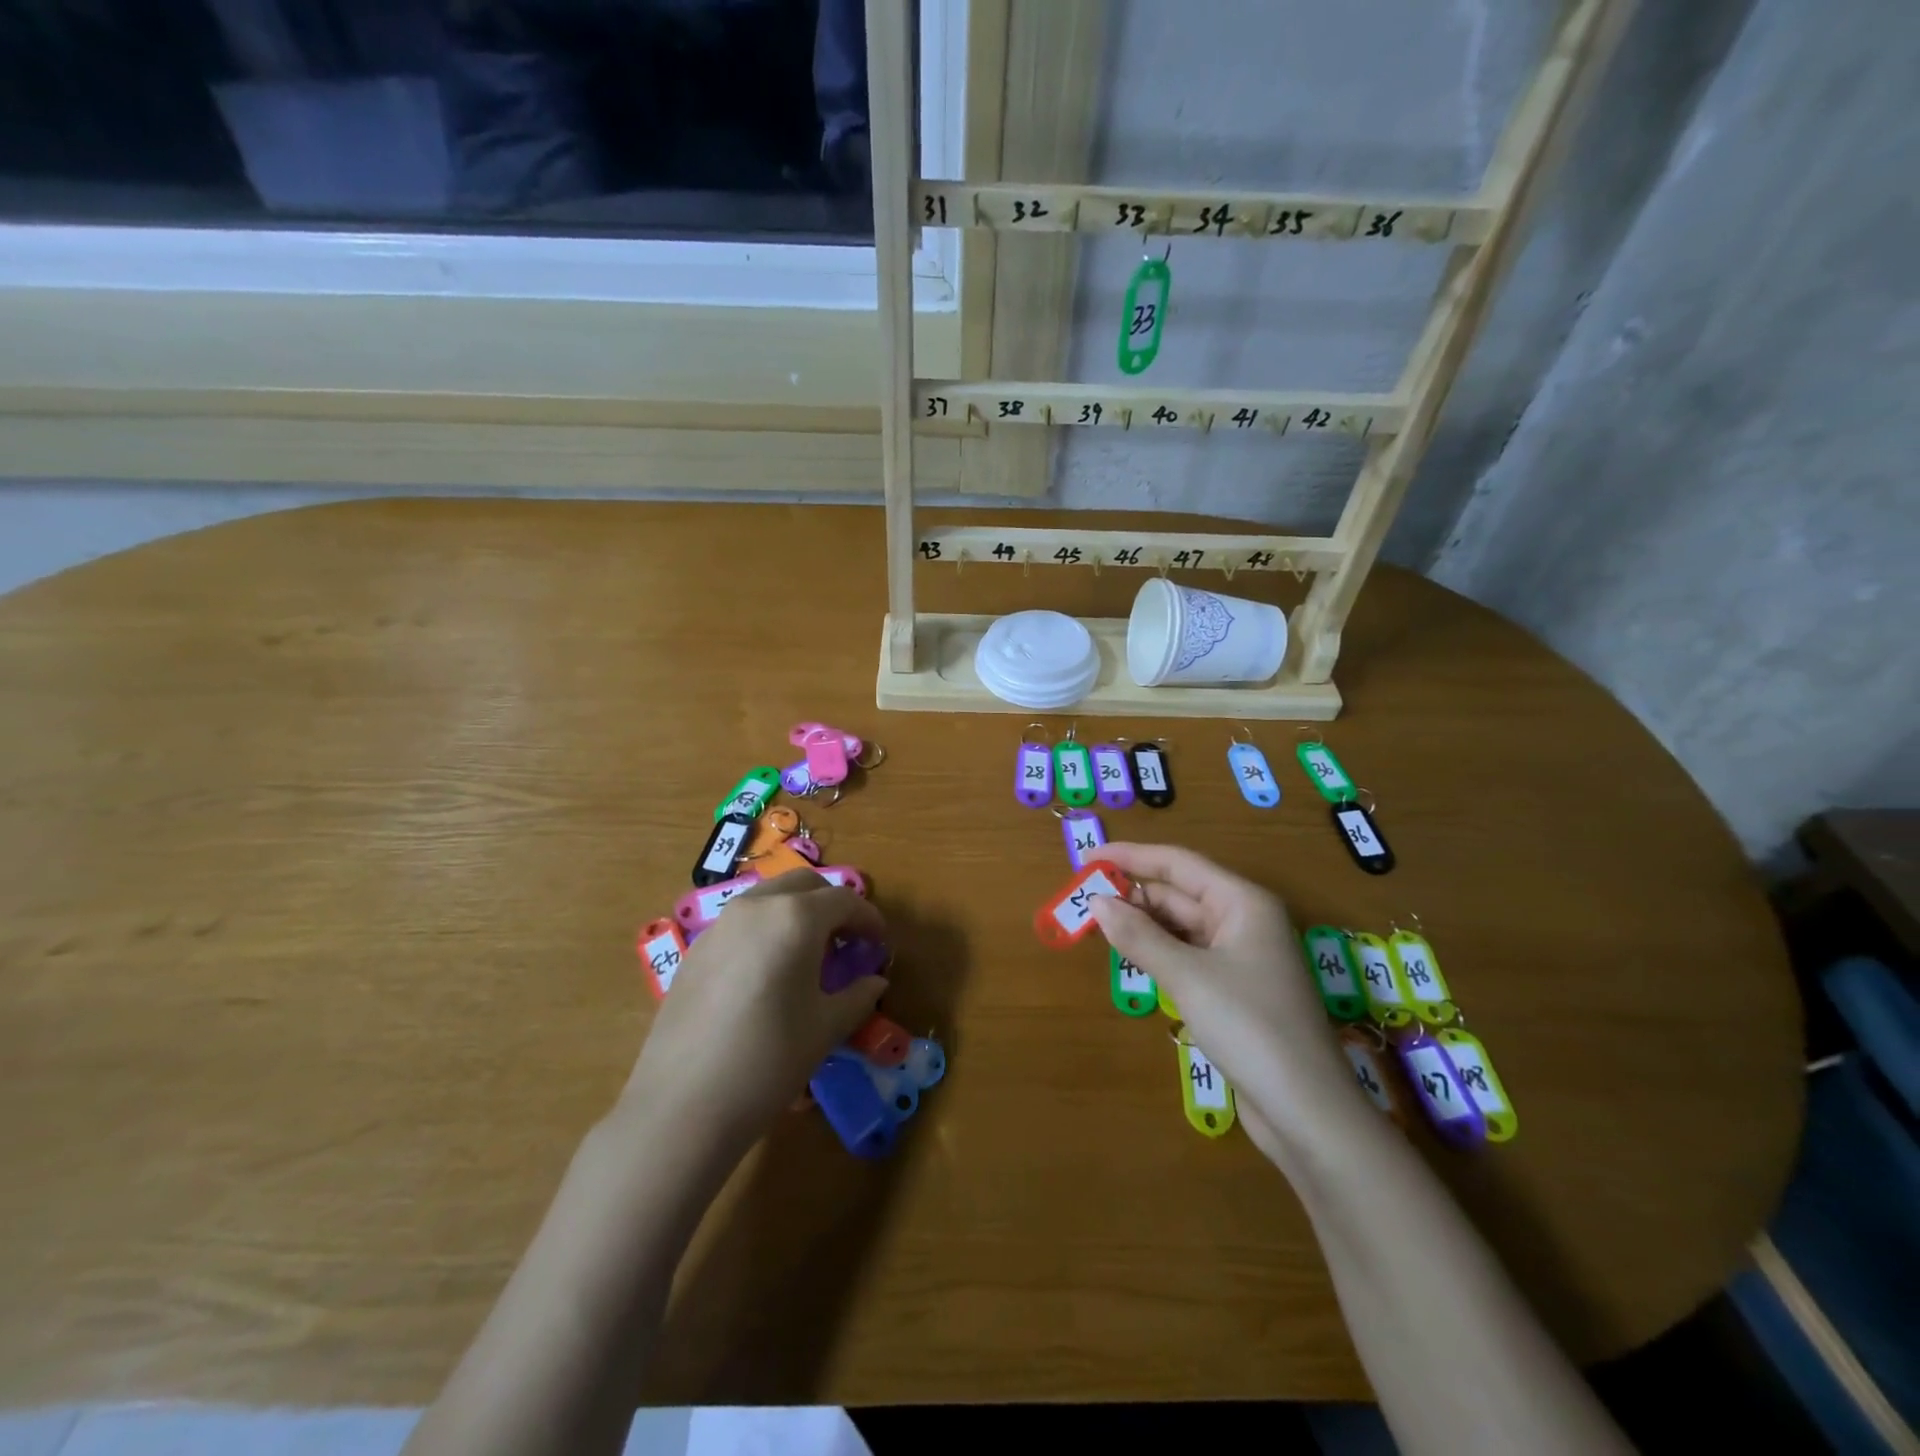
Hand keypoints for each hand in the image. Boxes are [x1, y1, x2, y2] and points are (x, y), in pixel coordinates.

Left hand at [623, 871, 887, 1149]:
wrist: (682, 1105)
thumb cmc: (769, 1060)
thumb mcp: (825, 1028)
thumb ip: (857, 996)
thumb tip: (873, 982)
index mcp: (795, 918)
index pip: (844, 900)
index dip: (869, 919)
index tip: (879, 944)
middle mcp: (756, 907)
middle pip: (804, 884)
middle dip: (831, 905)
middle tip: (846, 941)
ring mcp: (720, 925)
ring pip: (769, 898)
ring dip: (796, 912)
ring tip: (808, 955)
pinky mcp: (695, 950)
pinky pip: (741, 922)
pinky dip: (765, 930)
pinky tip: (767, 974)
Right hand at [1088, 843, 1359, 1158]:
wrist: (1307, 1111)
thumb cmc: (1249, 1026)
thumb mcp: (1187, 976)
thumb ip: (1139, 935)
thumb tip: (1096, 902)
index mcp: (1242, 902)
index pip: (1178, 863)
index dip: (1130, 857)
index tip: (1087, 859)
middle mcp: (1244, 920)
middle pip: (1179, 894)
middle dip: (1133, 895)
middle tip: (1083, 903)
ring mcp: (1241, 957)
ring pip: (1181, 927)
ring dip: (1142, 925)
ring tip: (1098, 927)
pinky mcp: (1235, 990)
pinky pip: (1188, 956)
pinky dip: (1158, 952)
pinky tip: (1131, 957)